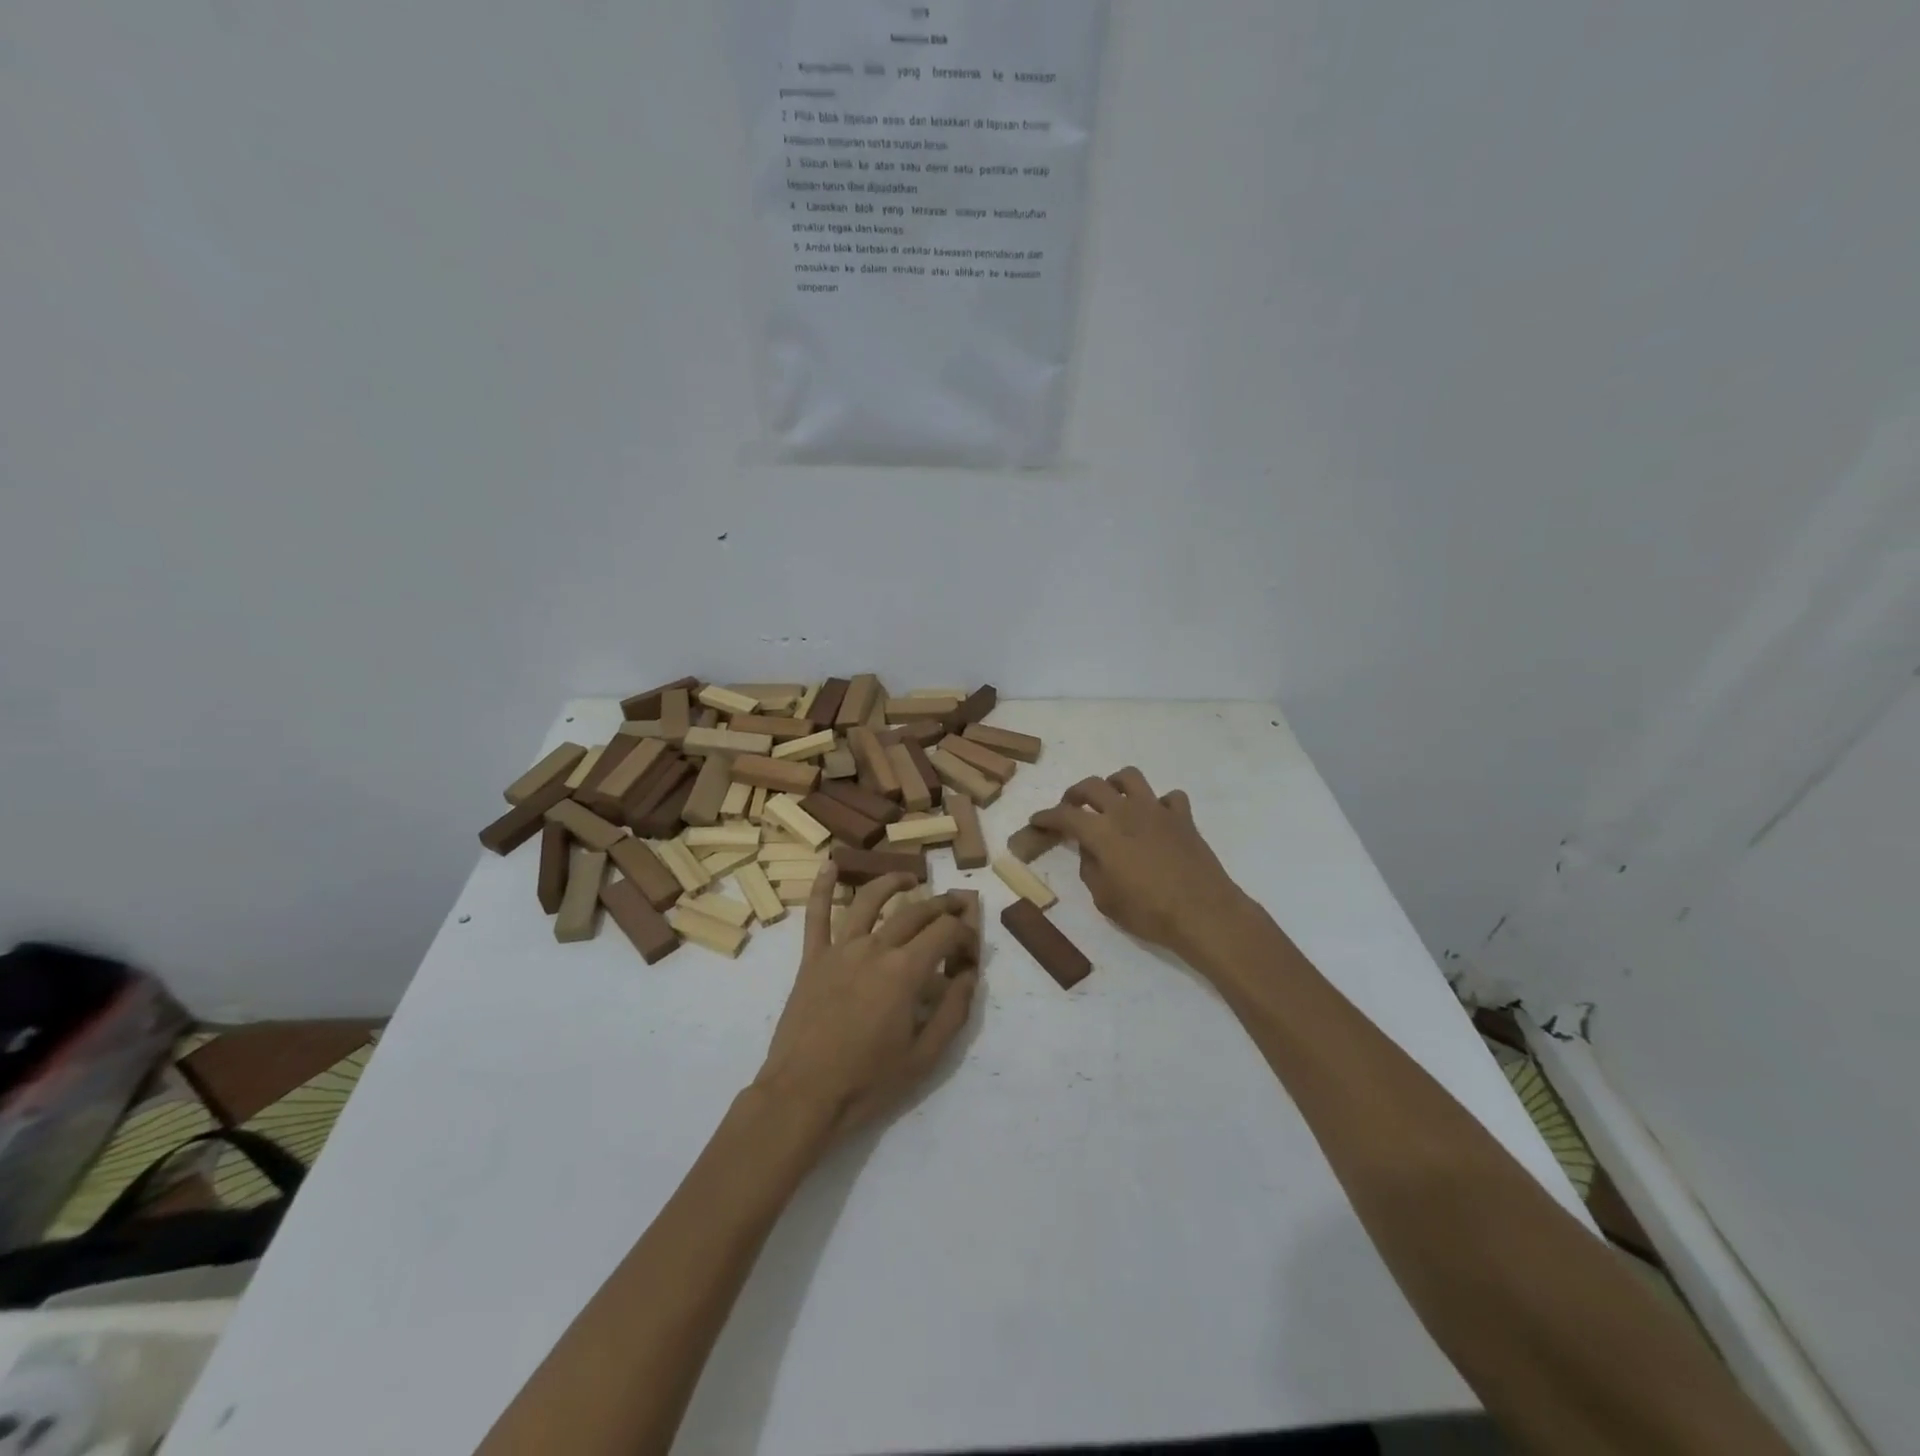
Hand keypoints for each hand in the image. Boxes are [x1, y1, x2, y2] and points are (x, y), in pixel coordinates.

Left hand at [753, 868, 978, 1141]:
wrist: (802, 1096)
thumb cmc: (868, 1082)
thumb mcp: (925, 1057)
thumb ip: (953, 1011)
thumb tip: (969, 975)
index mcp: (905, 971)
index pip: (945, 933)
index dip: (965, 933)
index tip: (972, 946)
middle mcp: (874, 948)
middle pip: (914, 912)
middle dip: (941, 904)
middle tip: (956, 904)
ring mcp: (839, 949)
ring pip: (868, 901)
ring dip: (892, 882)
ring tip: (909, 878)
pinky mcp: (811, 959)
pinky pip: (815, 915)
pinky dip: (821, 887)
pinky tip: (830, 865)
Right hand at [1031, 767, 1250, 962]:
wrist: (1203, 913)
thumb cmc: (1148, 912)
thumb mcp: (1105, 898)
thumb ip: (1091, 868)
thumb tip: (1091, 850)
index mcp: (1102, 832)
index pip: (1065, 815)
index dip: (1046, 816)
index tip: (1036, 821)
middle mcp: (1126, 811)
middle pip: (1093, 786)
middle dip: (1075, 793)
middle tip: (1070, 807)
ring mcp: (1157, 810)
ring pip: (1130, 777)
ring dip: (1114, 784)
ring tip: (1111, 800)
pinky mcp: (1183, 817)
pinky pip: (1169, 798)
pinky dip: (1159, 804)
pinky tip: (1156, 819)